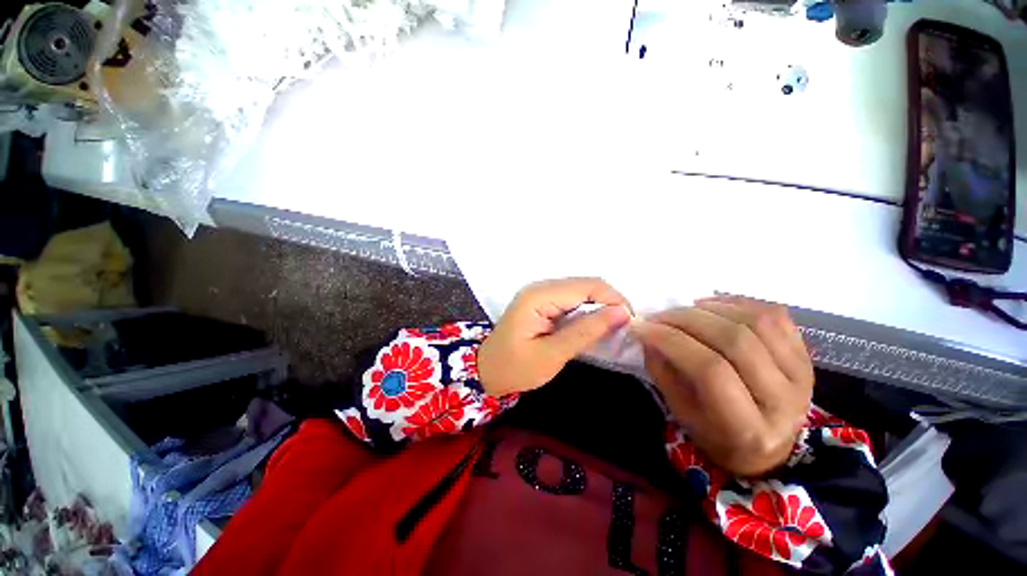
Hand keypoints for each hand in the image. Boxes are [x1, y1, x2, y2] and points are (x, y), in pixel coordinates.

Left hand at [478, 278, 631, 396]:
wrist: (488, 370)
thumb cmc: (515, 368)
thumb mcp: (552, 355)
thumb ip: (586, 331)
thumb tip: (622, 313)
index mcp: (539, 296)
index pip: (587, 286)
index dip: (613, 299)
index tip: (630, 322)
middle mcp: (541, 287)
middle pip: (586, 284)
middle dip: (609, 302)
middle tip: (623, 328)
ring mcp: (541, 292)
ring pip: (582, 290)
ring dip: (600, 306)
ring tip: (612, 328)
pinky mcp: (543, 301)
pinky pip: (573, 299)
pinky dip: (588, 310)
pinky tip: (594, 326)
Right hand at [632, 296, 813, 476]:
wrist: (768, 446)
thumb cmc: (716, 434)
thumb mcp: (680, 412)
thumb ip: (662, 371)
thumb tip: (648, 332)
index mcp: (748, 428)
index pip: (710, 371)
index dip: (672, 341)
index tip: (643, 328)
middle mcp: (784, 400)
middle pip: (735, 341)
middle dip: (687, 319)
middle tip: (659, 316)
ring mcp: (801, 373)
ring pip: (755, 321)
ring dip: (711, 308)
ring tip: (685, 310)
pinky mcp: (806, 354)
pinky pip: (774, 314)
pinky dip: (737, 302)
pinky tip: (713, 306)